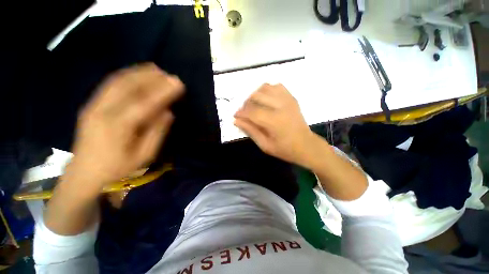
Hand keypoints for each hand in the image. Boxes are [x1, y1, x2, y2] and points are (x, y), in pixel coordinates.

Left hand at [67, 63, 183, 188]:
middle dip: (152, 78)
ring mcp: (94, 105)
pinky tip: (137, 73)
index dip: (163, 92)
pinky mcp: (91, 104)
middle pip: (129, 87)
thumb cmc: (117, 168)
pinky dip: (126, 75)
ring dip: (139, 72)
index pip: (145, 103)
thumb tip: (168, 113)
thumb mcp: (144, 156)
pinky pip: (110, 84)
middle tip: (170, 74)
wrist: (83, 173)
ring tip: (157, 69)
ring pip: (118, 81)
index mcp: (117, 127)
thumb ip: (157, 133)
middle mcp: (102, 111)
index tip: (178, 83)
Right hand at [234, 83, 315, 164]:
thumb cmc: (285, 149)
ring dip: (255, 95)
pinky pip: (277, 86)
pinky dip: (267, 90)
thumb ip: (250, 131)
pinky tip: (266, 100)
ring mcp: (288, 100)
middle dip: (246, 103)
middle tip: (244, 113)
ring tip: (254, 105)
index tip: (235, 116)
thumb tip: (236, 120)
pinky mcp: (291, 98)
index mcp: (274, 121)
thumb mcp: (265, 145)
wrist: (306, 145)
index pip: (251, 111)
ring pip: (265, 87)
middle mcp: (281, 106)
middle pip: (257, 96)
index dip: (240, 113)